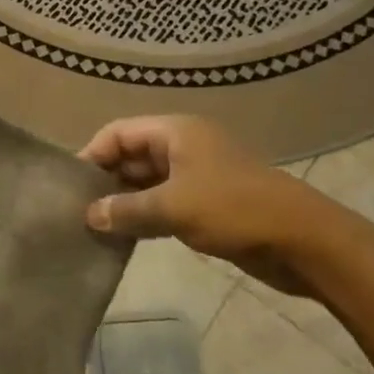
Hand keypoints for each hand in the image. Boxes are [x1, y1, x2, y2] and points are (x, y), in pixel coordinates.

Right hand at [78, 115, 346, 288]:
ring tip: (96, 227)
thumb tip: (89, 215)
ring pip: (148, 181)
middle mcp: (184, 146)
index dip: (92, 154)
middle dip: (106, 180)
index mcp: (175, 132)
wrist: (303, 241)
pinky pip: (166, 202)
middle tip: (78, 211)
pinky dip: (146, 215)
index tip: (70, 187)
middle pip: (132, 154)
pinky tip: (127, 237)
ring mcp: (198, 174)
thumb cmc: (234, 210)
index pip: (118, 132)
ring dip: (125, 201)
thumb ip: (127, 210)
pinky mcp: (209, 203)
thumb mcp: (173, 208)